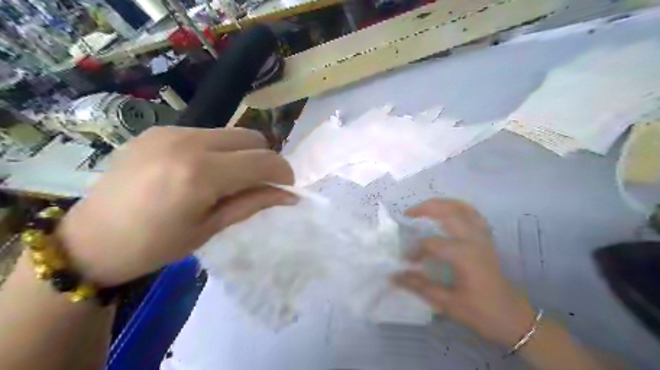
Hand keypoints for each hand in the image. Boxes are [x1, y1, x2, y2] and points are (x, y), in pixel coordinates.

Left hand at [57, 127, 293, 286]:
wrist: (90, 240)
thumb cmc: (155, 245)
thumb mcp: (211, 228)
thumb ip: (254, 203)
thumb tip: (289, 195)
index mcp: (201, 173)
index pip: (263, 160)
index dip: (283, 173)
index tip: (286, 188)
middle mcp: (188, 142)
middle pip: (252, 137)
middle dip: (265, 160)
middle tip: (260, 184)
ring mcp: (171, 131)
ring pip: (231, 133)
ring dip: (243, 153)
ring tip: (231, 179)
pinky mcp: (159, 130)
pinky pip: (207, 133)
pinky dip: (220, 150)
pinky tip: (204, 171)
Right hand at [393, 199, 531, 346]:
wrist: (512, 316)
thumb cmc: (480, 312)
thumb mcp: (448, 303)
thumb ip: (420, 286)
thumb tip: (394, 276)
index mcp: (464, 256)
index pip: (432, 243)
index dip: (415, 249)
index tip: (406, 261)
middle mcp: (474, 240)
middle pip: (448, 213)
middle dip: (425, 209)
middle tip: (408, 215)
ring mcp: (482, 237)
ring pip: (462, 208)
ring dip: (442, 204)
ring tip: (425, 208)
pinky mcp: (487, 238)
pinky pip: (473, 214)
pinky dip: (458, 208)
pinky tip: (448, 212)